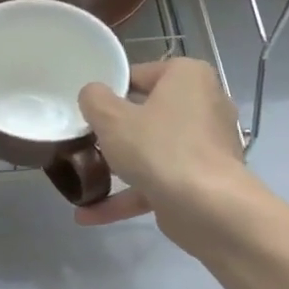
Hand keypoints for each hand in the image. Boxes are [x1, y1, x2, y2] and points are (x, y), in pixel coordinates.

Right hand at [75, 58, 256, 257]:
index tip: (85, 112)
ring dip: (115, 168)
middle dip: (112, 133)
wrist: (208, 208)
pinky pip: (157, 181)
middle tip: (82, 142)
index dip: (108, 93)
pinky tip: (88, 214)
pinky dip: (126, 196)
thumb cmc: (158, 148)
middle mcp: (203, 105)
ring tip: (80, 180)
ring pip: (150, 151)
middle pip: (145, 114)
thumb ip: (94, 100)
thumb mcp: (111, 118)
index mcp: (188, 77)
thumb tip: (92, 95)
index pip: (138, 75)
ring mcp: (205, 146)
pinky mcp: (201, 181)